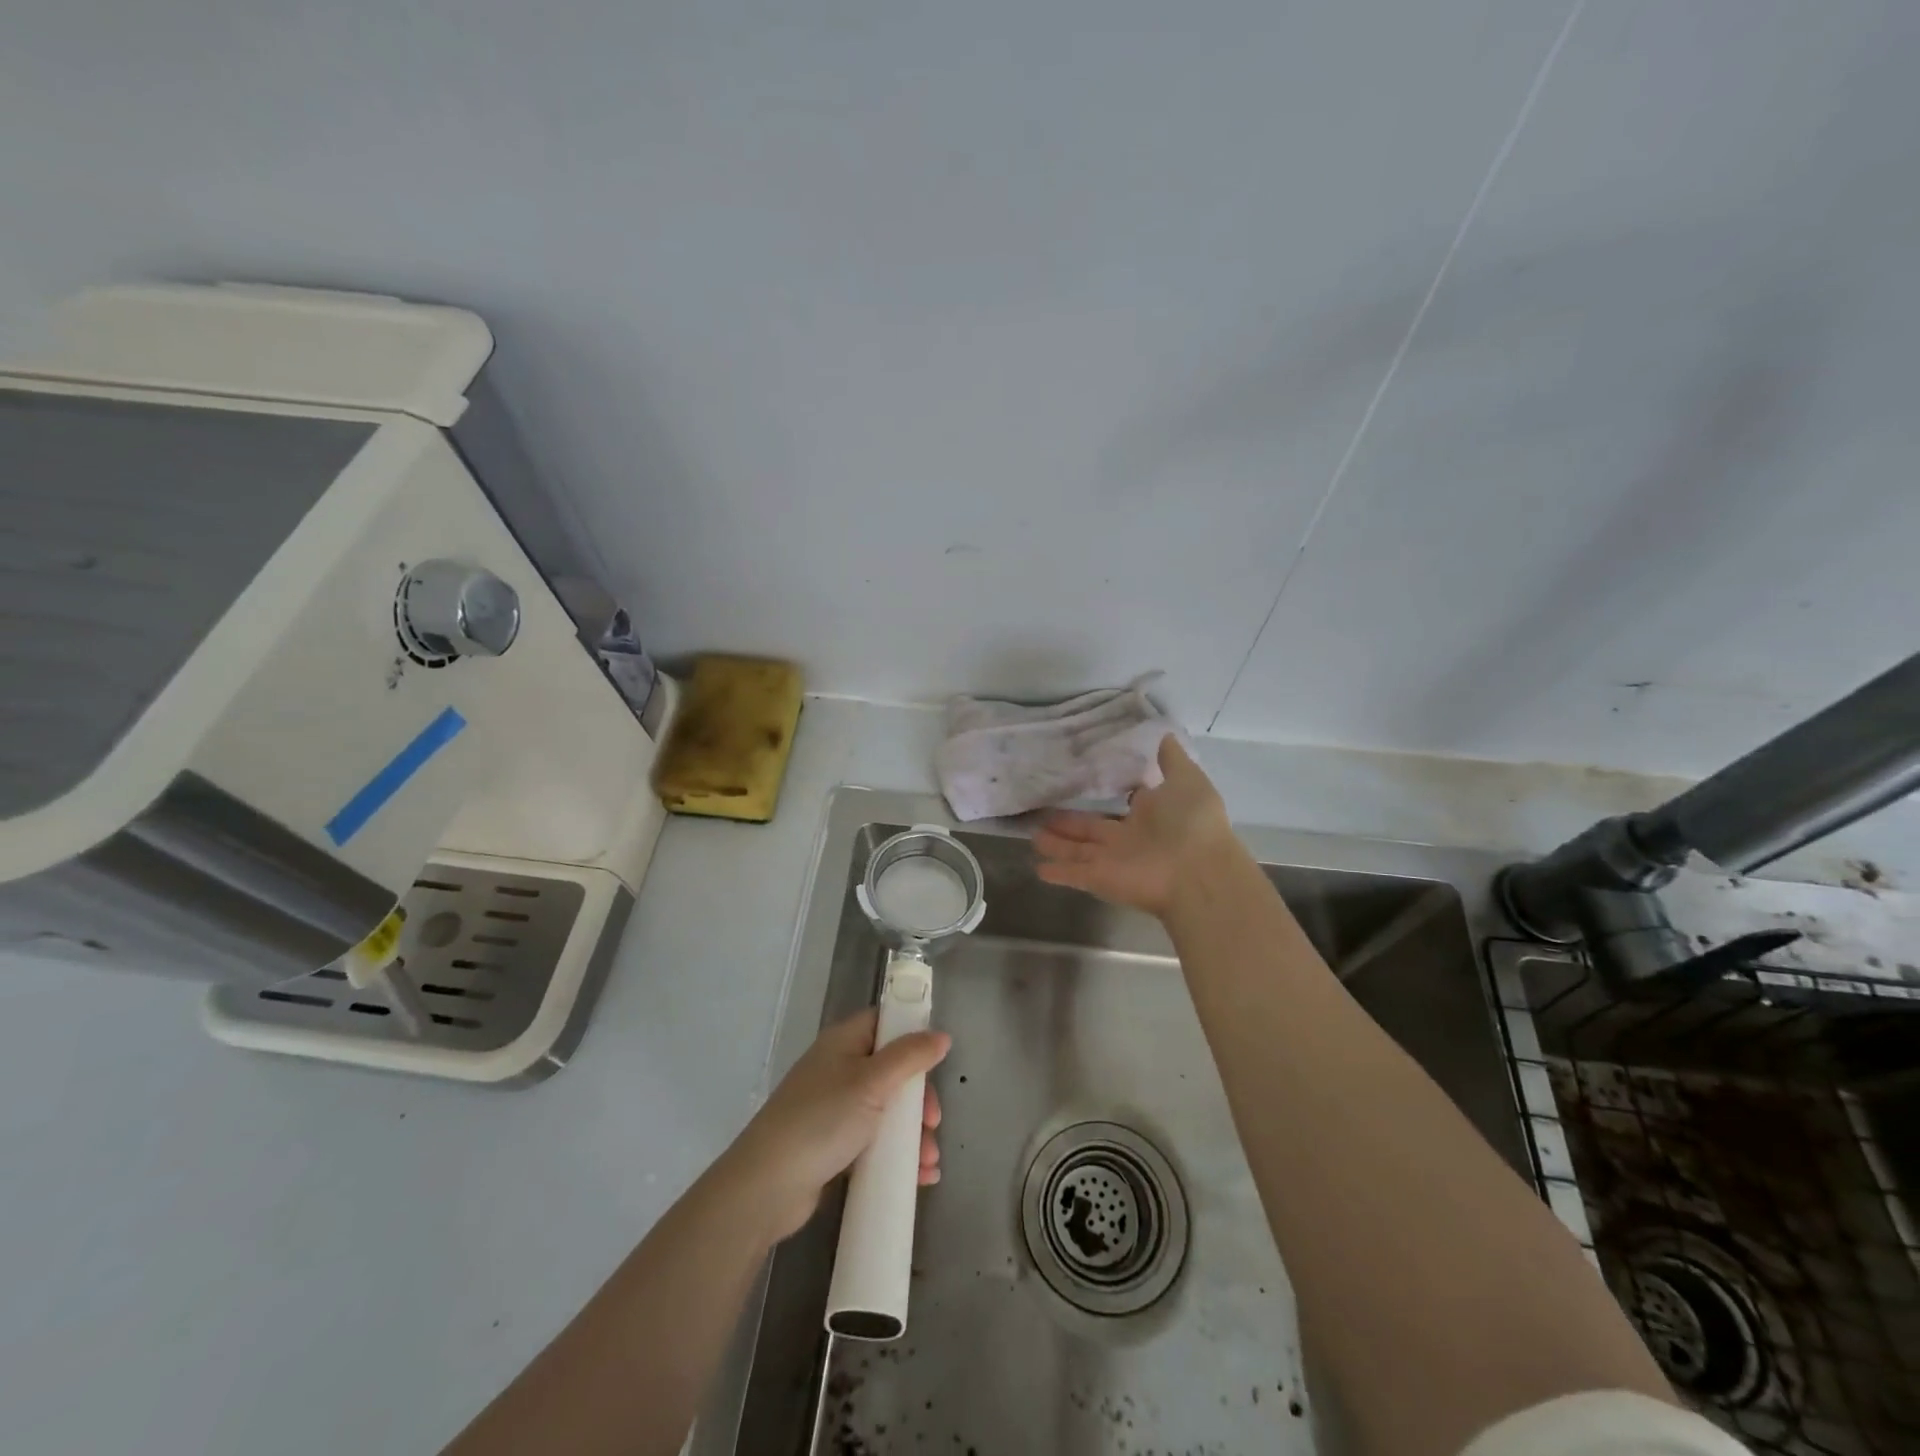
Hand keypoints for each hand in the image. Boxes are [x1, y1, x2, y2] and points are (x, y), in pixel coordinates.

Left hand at [724, 1009, 949, 1244]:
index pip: (884, 1023)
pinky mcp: (832, 1145)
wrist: (767, 1186)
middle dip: (918, 1099)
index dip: (912, 1036)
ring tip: (928, 1163)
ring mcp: (834, 1109)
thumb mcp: (873, 1082)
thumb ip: (910, 1056)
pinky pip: (874, 1142)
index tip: (936, 1061)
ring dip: (912, 1134)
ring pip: (886, 1110)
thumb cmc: (822, 1119)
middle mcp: (838, 1069)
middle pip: (891, 1071)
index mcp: (843, 1042)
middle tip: (932, 1123)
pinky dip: (897, 1155)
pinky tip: (918, 1177)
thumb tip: (941, 1035)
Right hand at [1033, 735, 1236, 916]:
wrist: (1198, 873)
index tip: (1081, 781)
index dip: (1103, 794)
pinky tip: (1036, 867)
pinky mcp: (1099, 878)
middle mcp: (1129, 838)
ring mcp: (1112, 860)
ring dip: (1056, 844)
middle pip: (1091, 829)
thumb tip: (1163, 733)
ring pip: (1077, 849)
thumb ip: (1171, 760)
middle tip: (1042, 811)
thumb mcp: (1187, 780)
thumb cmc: (1193, 823)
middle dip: (1068, 822)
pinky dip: (1056, 871)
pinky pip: (1073, 874)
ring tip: (1031, 834)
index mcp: (1150, 815)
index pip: (1121, 803)